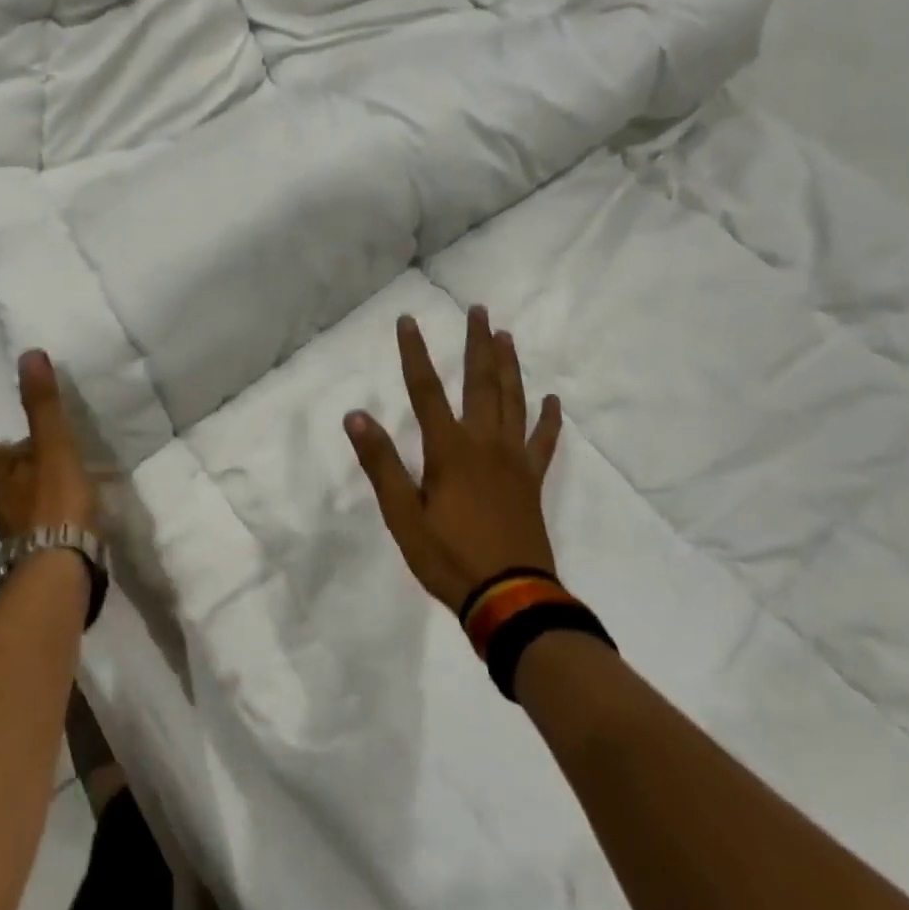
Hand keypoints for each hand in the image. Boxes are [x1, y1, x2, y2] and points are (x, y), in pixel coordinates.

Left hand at [0, 350, 97, 542]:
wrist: (61, 567)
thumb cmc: (53, 502)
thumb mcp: (52, 445)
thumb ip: (42, 404)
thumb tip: (28, 354)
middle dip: (9, 460)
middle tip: (31, 445)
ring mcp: (16, 531)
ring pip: (15, 501)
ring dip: (29, 486)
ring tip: (58, 475)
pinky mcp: (37, 550)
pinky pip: (37, 523)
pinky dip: (47, 512)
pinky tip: (70, 510)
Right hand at [345, 307, 562, 612]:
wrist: (510, 598)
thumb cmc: (448, 558)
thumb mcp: (402, 515)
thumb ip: (381, 463)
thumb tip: (356, 416)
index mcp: (449, 449)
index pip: (425, 389)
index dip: (414, 353)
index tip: (408, 320)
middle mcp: (484, 443)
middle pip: (480, 382)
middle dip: (476, 344)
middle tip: (479, 310)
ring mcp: (514, 460)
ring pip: (513, 401)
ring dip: (509, 366)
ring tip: (506, 336)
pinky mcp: (532, 481)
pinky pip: (543, 442)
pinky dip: (548, 419)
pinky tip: (552, 400)